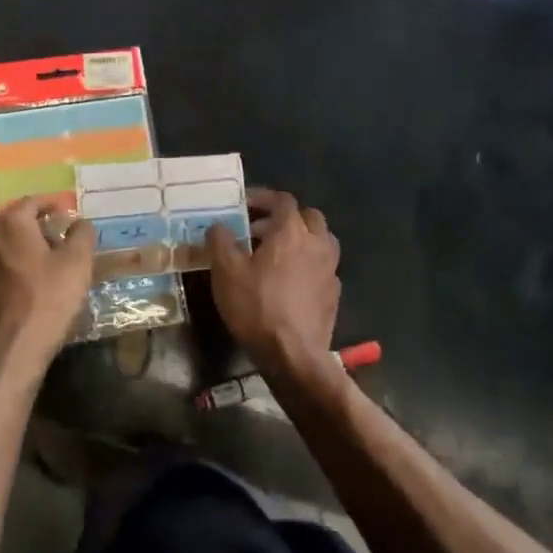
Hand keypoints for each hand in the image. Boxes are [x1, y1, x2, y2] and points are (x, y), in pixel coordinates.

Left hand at [0, 198, 94, 384]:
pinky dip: (14, 270)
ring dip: (26, 250)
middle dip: (40, 228)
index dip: (54, 205)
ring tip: (50, 265)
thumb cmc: (46, 301)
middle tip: (63, 240)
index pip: (33, 202)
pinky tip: (31, 288)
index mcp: (10, 224)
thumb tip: (79, 222)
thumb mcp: (77, 264)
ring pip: (5, 248)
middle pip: (16, 224)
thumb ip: (81, 235)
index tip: (69, 213)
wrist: (7, 355)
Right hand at [206, 189, 340, 382]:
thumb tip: (219, 226)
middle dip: (285, 217)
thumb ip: (220, 240)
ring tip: (277, 254)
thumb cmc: (257, 306)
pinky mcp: (334, 294)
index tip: (244, 206)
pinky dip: (308, 264)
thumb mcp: (225, 271)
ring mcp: (330, 269)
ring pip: (321, 240)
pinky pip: (323, 267)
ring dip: (301, 239)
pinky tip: (290, 281)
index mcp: (292, 231)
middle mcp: (317, 243)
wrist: (293, 355)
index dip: (263, 197)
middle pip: (308, 216)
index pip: (282, 200)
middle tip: (261, 231)